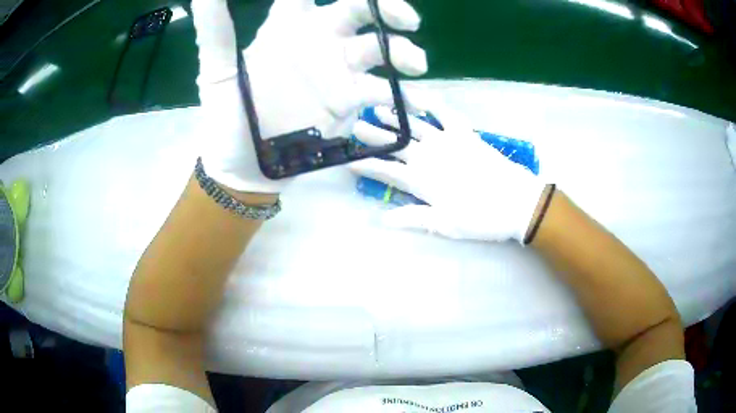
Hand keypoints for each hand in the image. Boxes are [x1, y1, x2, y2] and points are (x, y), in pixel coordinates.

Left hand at [192, 0, 426, 193]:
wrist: (245, 168)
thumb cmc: (227, 117)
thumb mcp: (216, 72)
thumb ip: (215, 31)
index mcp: (286, 28)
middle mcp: (317, 41)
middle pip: (358, 10)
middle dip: (386, 8)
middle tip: (406, 19)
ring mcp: (337, 70)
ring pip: (378, 47)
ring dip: (401, 51)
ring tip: (414, 64)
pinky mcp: (349, 100)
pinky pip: (382, 90)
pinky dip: (402, 95)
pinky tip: (416, 103)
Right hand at [350, 99, 546, 242]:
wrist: (517, 202)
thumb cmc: (481, 218)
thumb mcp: (445, 225)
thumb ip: (412, 218)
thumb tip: (381, 218)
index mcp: (422, 180)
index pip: (386, 170)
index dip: (366, 164)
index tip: (349, 158)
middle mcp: (429, 156)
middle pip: (395, 143)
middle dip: (373, 135)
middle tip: (355, 125)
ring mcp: (447, 140)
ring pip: (414, 125)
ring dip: (394, 117)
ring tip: (377, 108)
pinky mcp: (465, 133)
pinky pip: (444, 112)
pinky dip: (430, 102)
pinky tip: (419, 97)